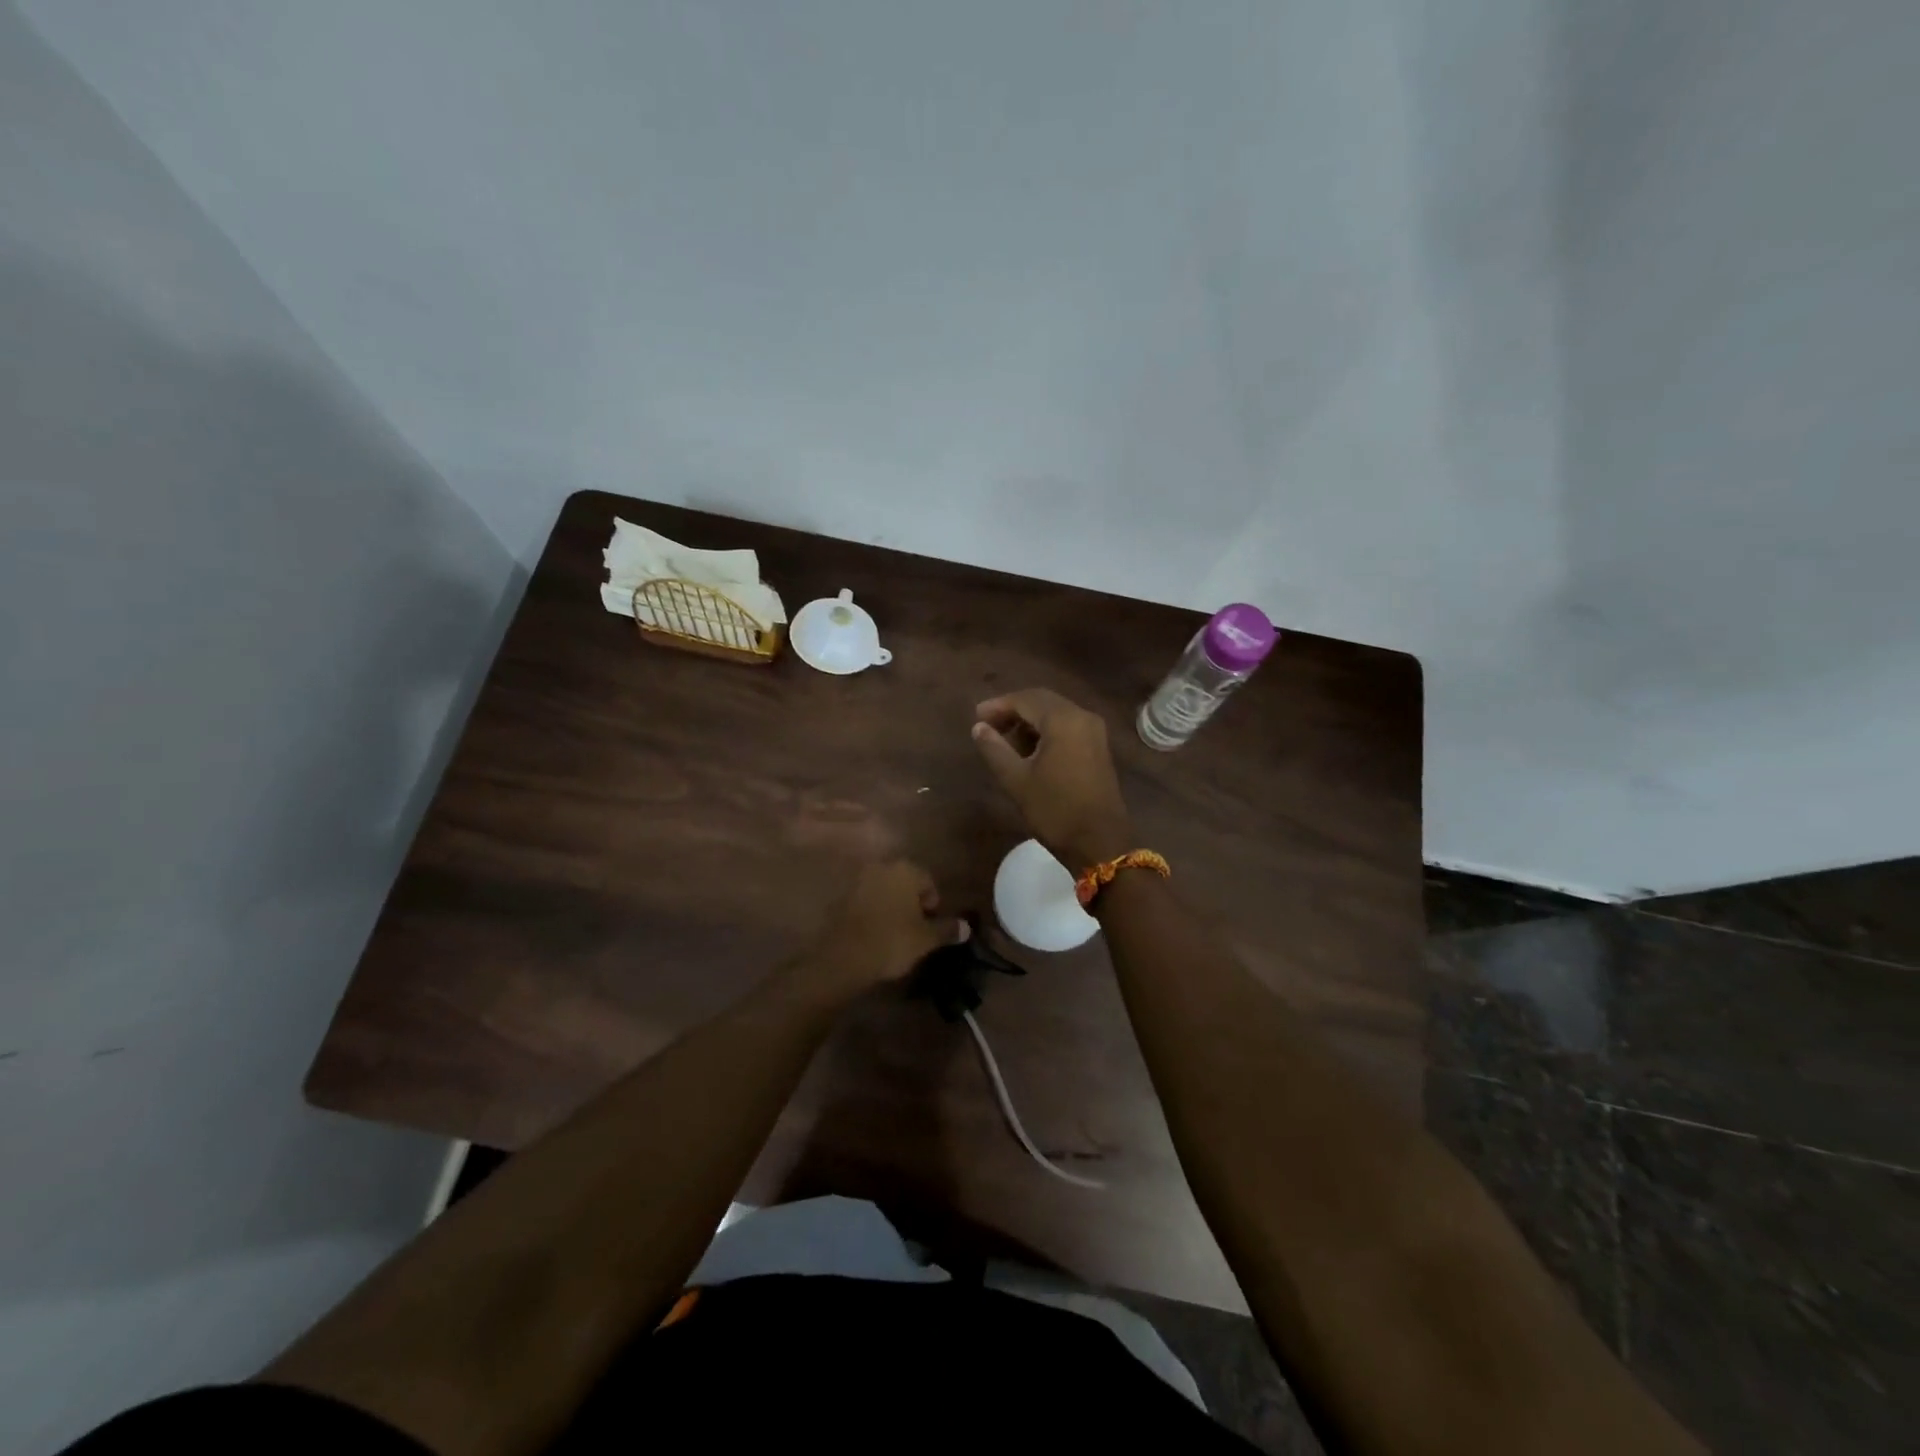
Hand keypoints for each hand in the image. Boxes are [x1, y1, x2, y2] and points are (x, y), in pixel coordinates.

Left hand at [795, 859, 955, 1003]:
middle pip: (904, 883)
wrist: (845, 957)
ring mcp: (859, 880)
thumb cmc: (893, 941)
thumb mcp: (927, 938)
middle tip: (915, 929)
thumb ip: (947, 929)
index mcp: (905, 870)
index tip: (931, 925)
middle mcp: (881, 867)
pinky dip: (873, 913)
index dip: (933, 903)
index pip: (928, 881)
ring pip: (884, 891)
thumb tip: (966, 927)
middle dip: (911, 902)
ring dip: (891, 906)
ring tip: (895, 933)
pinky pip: (866, 901)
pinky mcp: (842, 897)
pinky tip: (875, 934)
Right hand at [971, 688, 1134, 869]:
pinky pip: (1068, 727)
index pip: (1025, 699)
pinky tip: (1029, 749)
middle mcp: (1082, 717)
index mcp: (1063, 720)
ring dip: (1029, 721)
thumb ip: (994, 748)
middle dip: (1014, 710)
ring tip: (1005, 740)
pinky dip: (1046, 731)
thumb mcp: (1017, 780)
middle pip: (1042, 701)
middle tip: (988, 725)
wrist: (1100, 842)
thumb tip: (978, 727)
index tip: (976, 717)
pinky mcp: (1098, 748)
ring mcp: (1094, 732)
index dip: (998, 705)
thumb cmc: (1055, 810)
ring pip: (1056, 714)